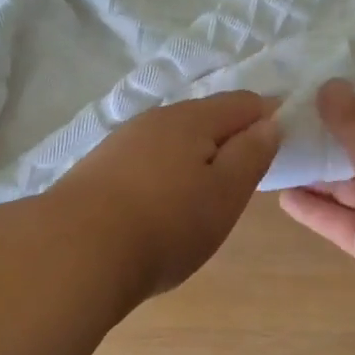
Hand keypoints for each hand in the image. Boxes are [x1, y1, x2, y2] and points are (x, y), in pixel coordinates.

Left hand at [53, 91, 281, 301]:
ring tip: (201, 200)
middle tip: (242, 183)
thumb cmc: (167, 224)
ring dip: (194, 159)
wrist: (75, 252)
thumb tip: (269, 122)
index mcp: (193, 118)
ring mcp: (122, 143)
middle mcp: (156, 119)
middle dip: (229, 141)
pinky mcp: (98, 169)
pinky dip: (164, 175)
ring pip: (172, 140)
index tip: (279, 149)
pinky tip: (159, 207)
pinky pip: (146, 161)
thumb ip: (252, 153)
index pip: (244, 102)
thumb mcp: (226, 193)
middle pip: (205, 118)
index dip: (268, 119)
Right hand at [279, 81, 354, 339]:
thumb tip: (331, 85)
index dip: (352, 101)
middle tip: (279, 122)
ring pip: (348, 184)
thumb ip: (354, 122)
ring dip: (316, 171)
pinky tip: (282, 195)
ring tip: (272, 154)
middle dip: (326, 135)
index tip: (310, 92)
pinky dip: (314, 208)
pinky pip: (339, 219)